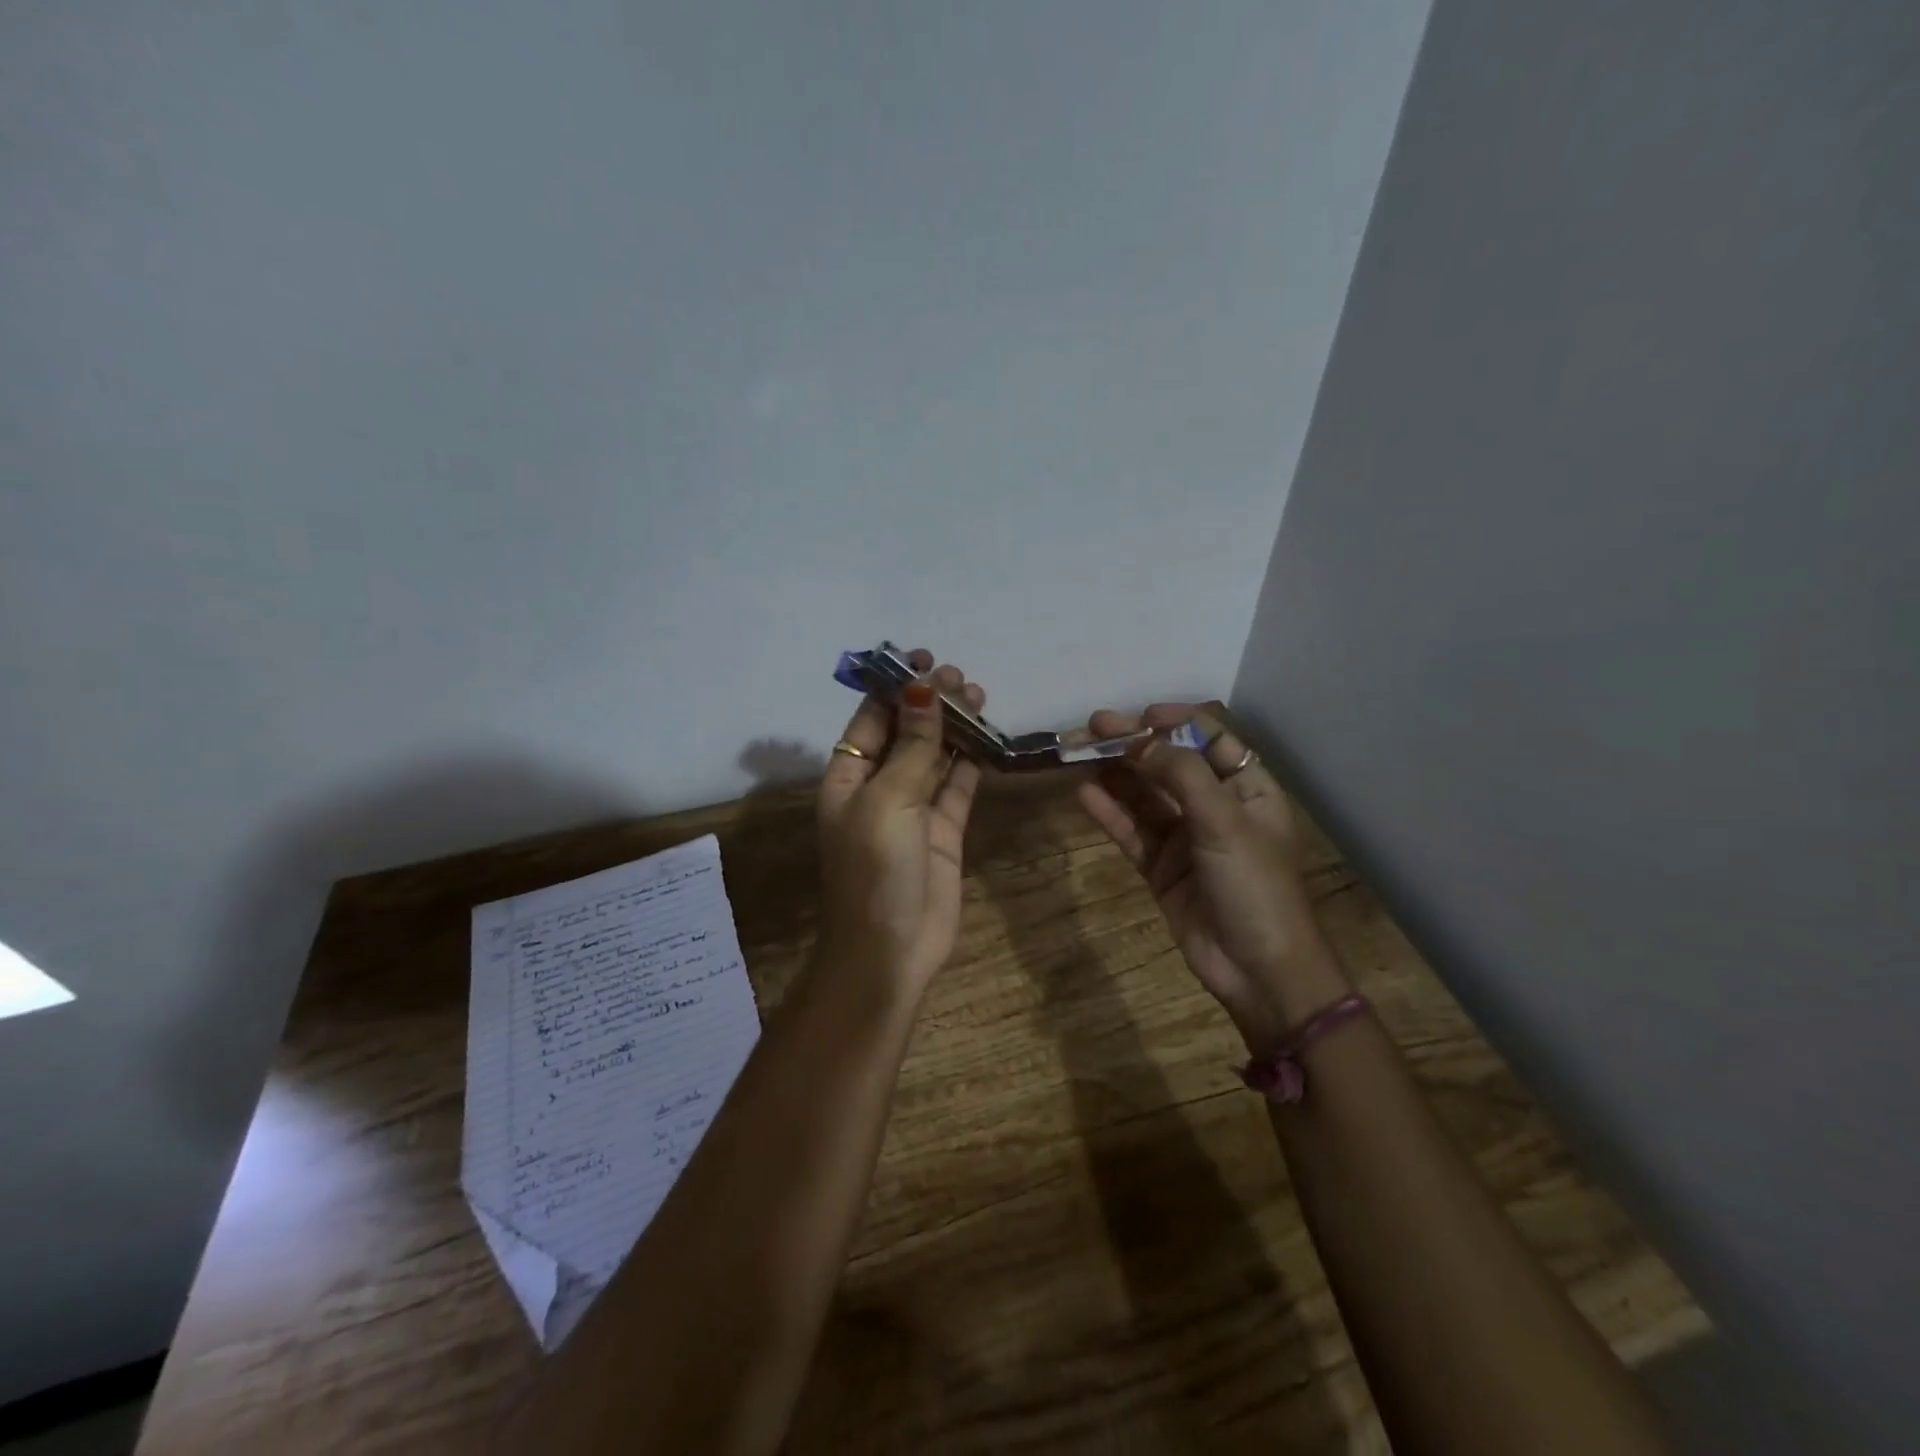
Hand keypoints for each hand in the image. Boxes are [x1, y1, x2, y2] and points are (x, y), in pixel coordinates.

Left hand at [816, 649, 986, 996]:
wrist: (892, 949)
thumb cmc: (876, 870)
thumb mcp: (888, 802)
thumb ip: (912, 748)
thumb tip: (923, 691)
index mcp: (848, 778)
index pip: (870, 719)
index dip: (895, 687)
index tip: (924, 660)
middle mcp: (879, 787)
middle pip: (906, 732)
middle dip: (930, 702)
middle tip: (961, 679)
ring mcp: (914, 808)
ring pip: (935, 754)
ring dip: (954, 726)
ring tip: (979, 697)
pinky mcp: (944, 828)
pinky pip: (959, 784)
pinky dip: (972, 759)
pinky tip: (988, 736)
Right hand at [1075, 705, 1349, 1048]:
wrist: (1258, 970)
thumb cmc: (1255, 886)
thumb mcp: (1225, 822)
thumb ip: (1182, 775)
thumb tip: (1141, 741)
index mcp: (1247, 789)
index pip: (1210, 739)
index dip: (1175, 722)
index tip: (1139, 716)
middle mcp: (1215, 807)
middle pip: (1169, 765)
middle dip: (1134, 745)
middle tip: (1093, 727)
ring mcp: (1186, 838)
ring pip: (1145, 797)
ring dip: (1115, 775)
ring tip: (1079, 753)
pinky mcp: (1161, 867)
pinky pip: (1132, 832)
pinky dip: (1110, 813)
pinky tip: (1085, 794)